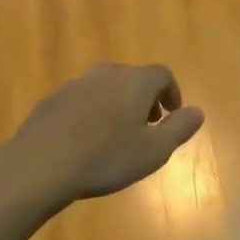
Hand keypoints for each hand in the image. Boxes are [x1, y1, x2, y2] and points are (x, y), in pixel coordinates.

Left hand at [8, 63, 204, 204]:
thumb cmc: (106, 158)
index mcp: (135, 81)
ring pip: (106, 86)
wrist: (41, 165)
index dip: (172, 93)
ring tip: (118, 134)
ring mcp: (76, 84)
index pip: (163, 75)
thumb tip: (197, 111)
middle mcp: (106, 74)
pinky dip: (93, 111)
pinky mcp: (53, 99)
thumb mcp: (154, 150)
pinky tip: (87, 139)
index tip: (172, 115)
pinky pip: (83, 99)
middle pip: (133, 77)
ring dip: (118, 103)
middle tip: (148, 125)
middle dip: (146, 98)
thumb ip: (179, 128)